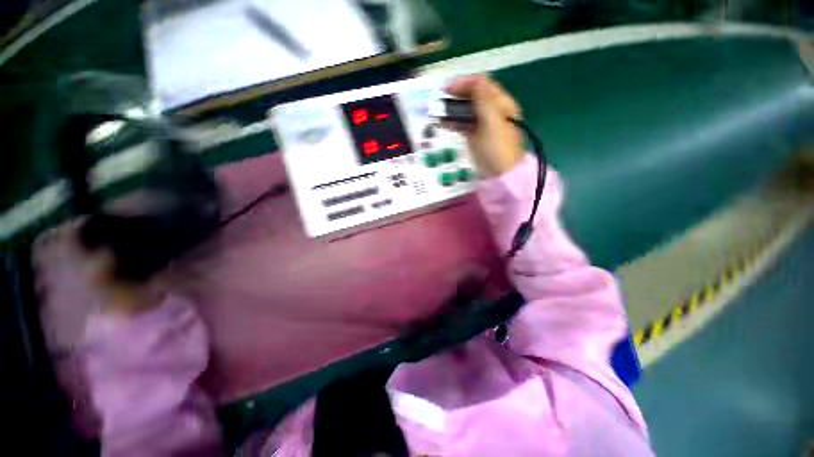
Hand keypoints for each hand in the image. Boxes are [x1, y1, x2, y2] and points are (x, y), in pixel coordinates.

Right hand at [444, 75, 524, 176]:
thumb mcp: (492, 122)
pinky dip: (453, 122)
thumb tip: (476, 79)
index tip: (446, 90)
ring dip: (452, 109)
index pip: (481, 84)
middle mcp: (492, 110)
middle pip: (472, 96)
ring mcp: (483, 124)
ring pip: (466, 110)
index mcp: (500, 103)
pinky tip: (442, 123)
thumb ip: (483, 100)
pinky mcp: (475, 136)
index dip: (464, 83)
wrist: (500, 174)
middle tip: (440, 102)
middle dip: (455, 96)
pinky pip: (463, 124)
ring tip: (438, 112)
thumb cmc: (497, 148)